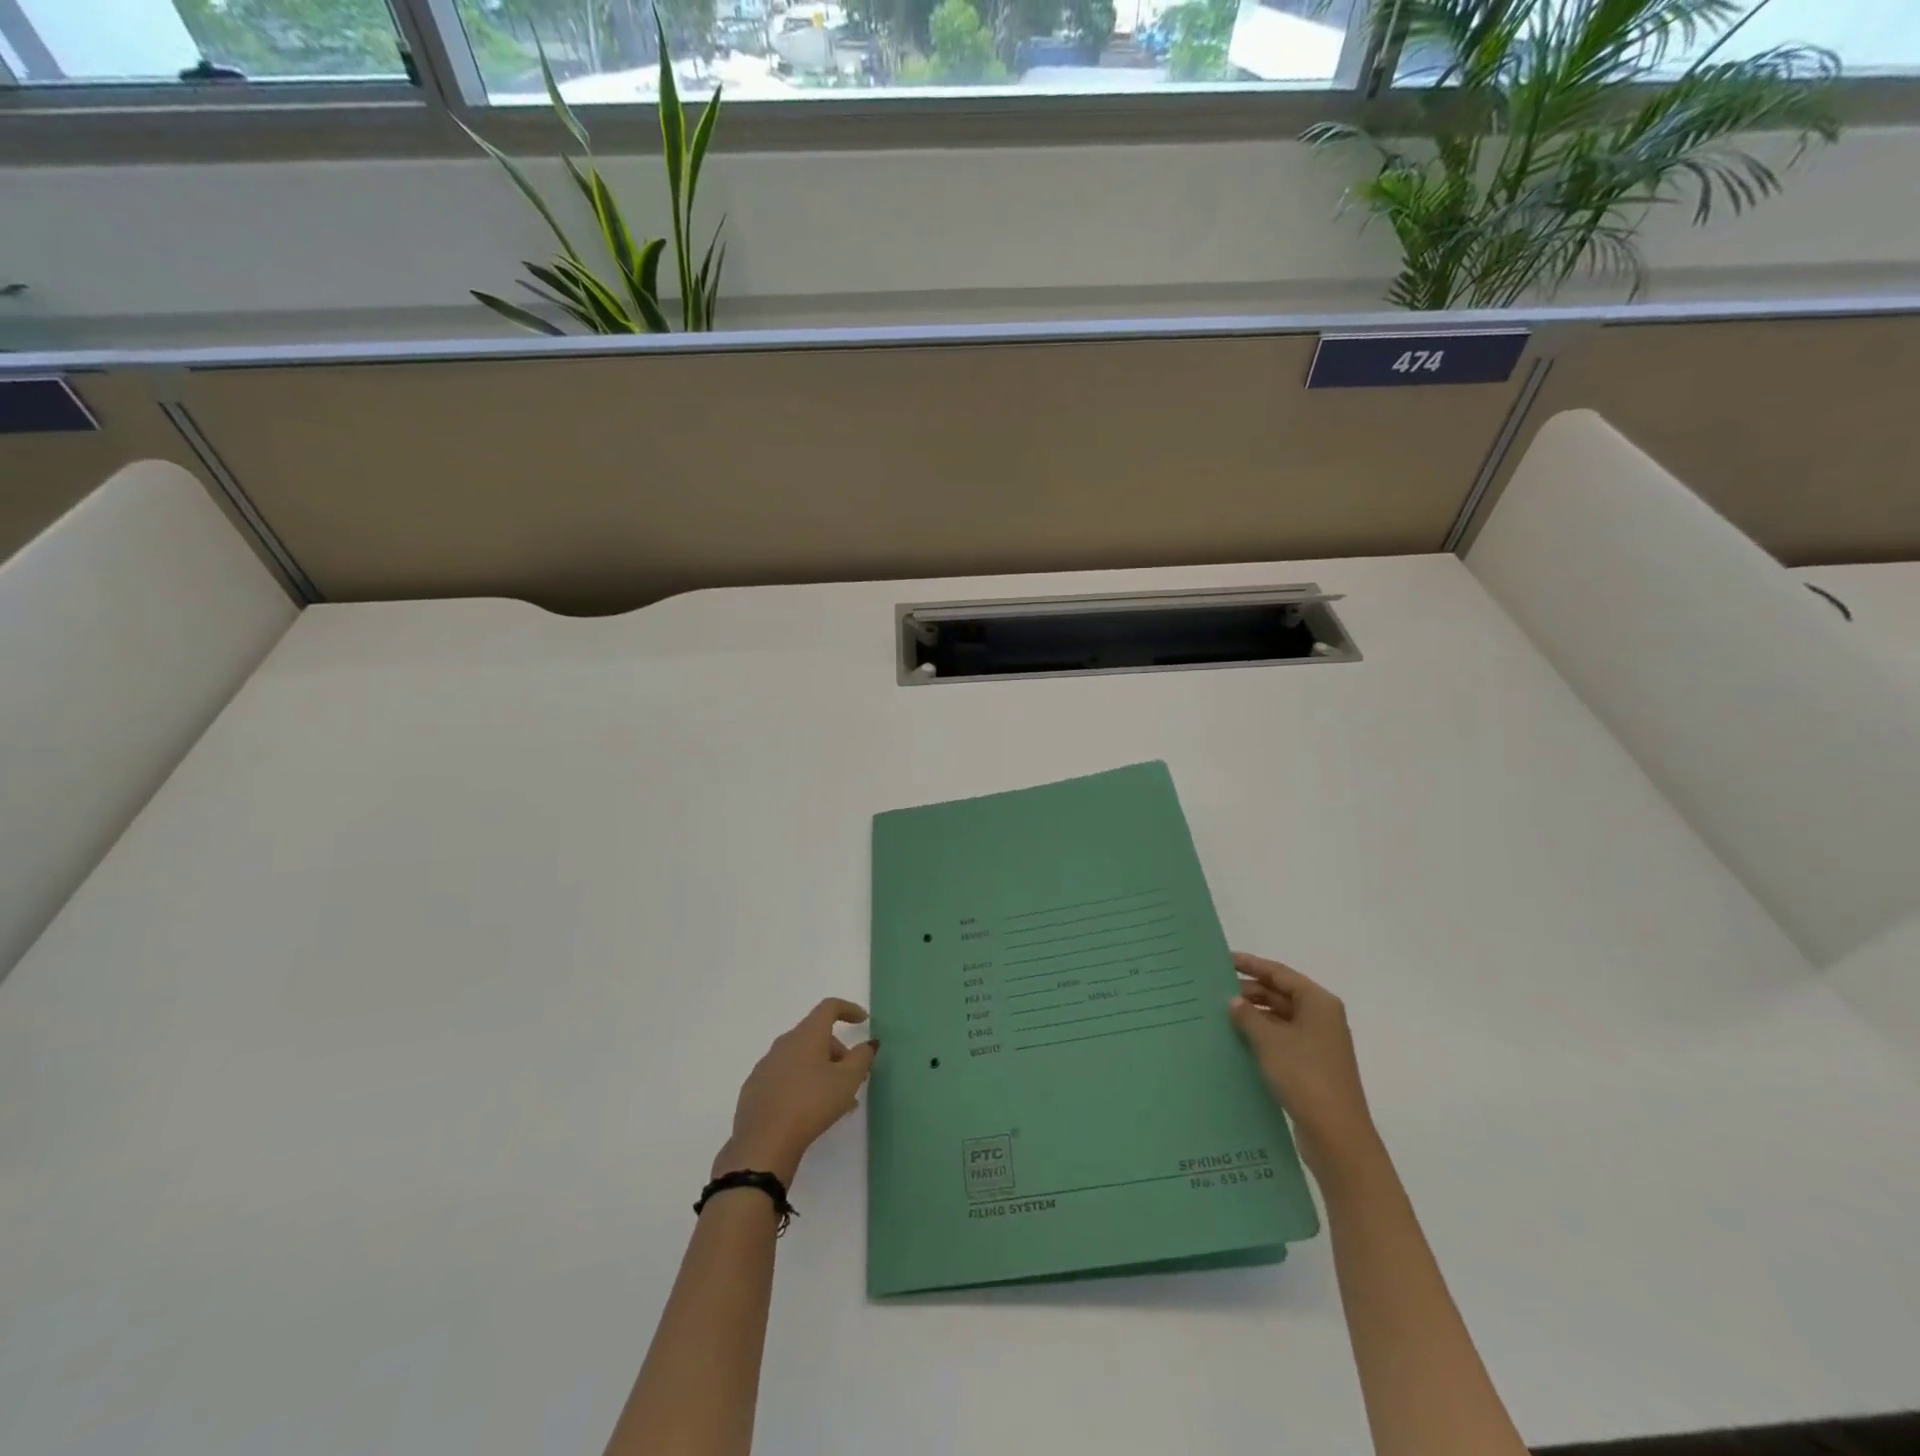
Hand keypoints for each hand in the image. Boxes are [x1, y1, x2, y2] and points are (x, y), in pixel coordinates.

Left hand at [713, 998, 878, 1184]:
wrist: (763, 1143)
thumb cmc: (811, 1104)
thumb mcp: (847, 1081)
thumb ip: (862, 1058)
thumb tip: (868, 1043)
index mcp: (807, 1035)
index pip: (829, 1007)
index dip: (849, 1009)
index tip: (863, 1021)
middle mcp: (784, 1043)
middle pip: (816, 1035)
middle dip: (838, 1051)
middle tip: (853, 1077)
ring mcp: (766, 1065)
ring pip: (801, 1058)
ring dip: (821, 1071)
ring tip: (835, 1100)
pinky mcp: (754, 1088)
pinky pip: (785, 1076)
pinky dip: (801, 1083)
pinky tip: (808, 1110)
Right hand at [1229, 953, 1382, 1183]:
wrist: (1336, 1135)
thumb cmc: (1304, 1076)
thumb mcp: (1269, 1040)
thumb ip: (1247, 1015)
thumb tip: (1233, 1000)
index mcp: (1318, 1003)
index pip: (1279, 973)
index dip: (1251, 964)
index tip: (1223, 960)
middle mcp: (1321, 1018)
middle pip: (1280, 994)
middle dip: (1249, 991)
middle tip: (1214, 991)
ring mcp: (1318, 1043)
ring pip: (1280, 1018)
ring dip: (1253, 1016)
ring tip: (1220, 1015)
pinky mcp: (1312, 1066)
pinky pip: (1282, 1040)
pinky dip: (1261, 1036)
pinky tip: (1237, 1041)